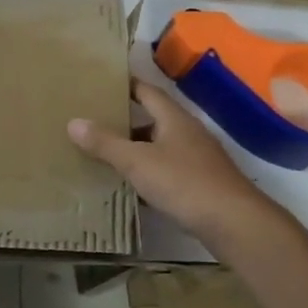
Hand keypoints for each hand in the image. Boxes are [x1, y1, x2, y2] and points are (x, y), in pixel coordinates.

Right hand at [68, 78, 277, 242]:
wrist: (234, 223)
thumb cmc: (184, 183)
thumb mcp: (137, 162)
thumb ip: (105, 143)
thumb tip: (73, 122)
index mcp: (175, 119)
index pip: (148, 91)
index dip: (126, 85)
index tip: (102, 84)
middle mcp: (188, 134)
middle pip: (153, 120)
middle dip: (125, 121)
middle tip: (93, 121)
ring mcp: (198, 160)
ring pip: (159, 148)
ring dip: (136, 150)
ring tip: (104, 155)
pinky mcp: (201, 185)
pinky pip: (167, 172)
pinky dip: (148, 175)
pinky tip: (130, 187)